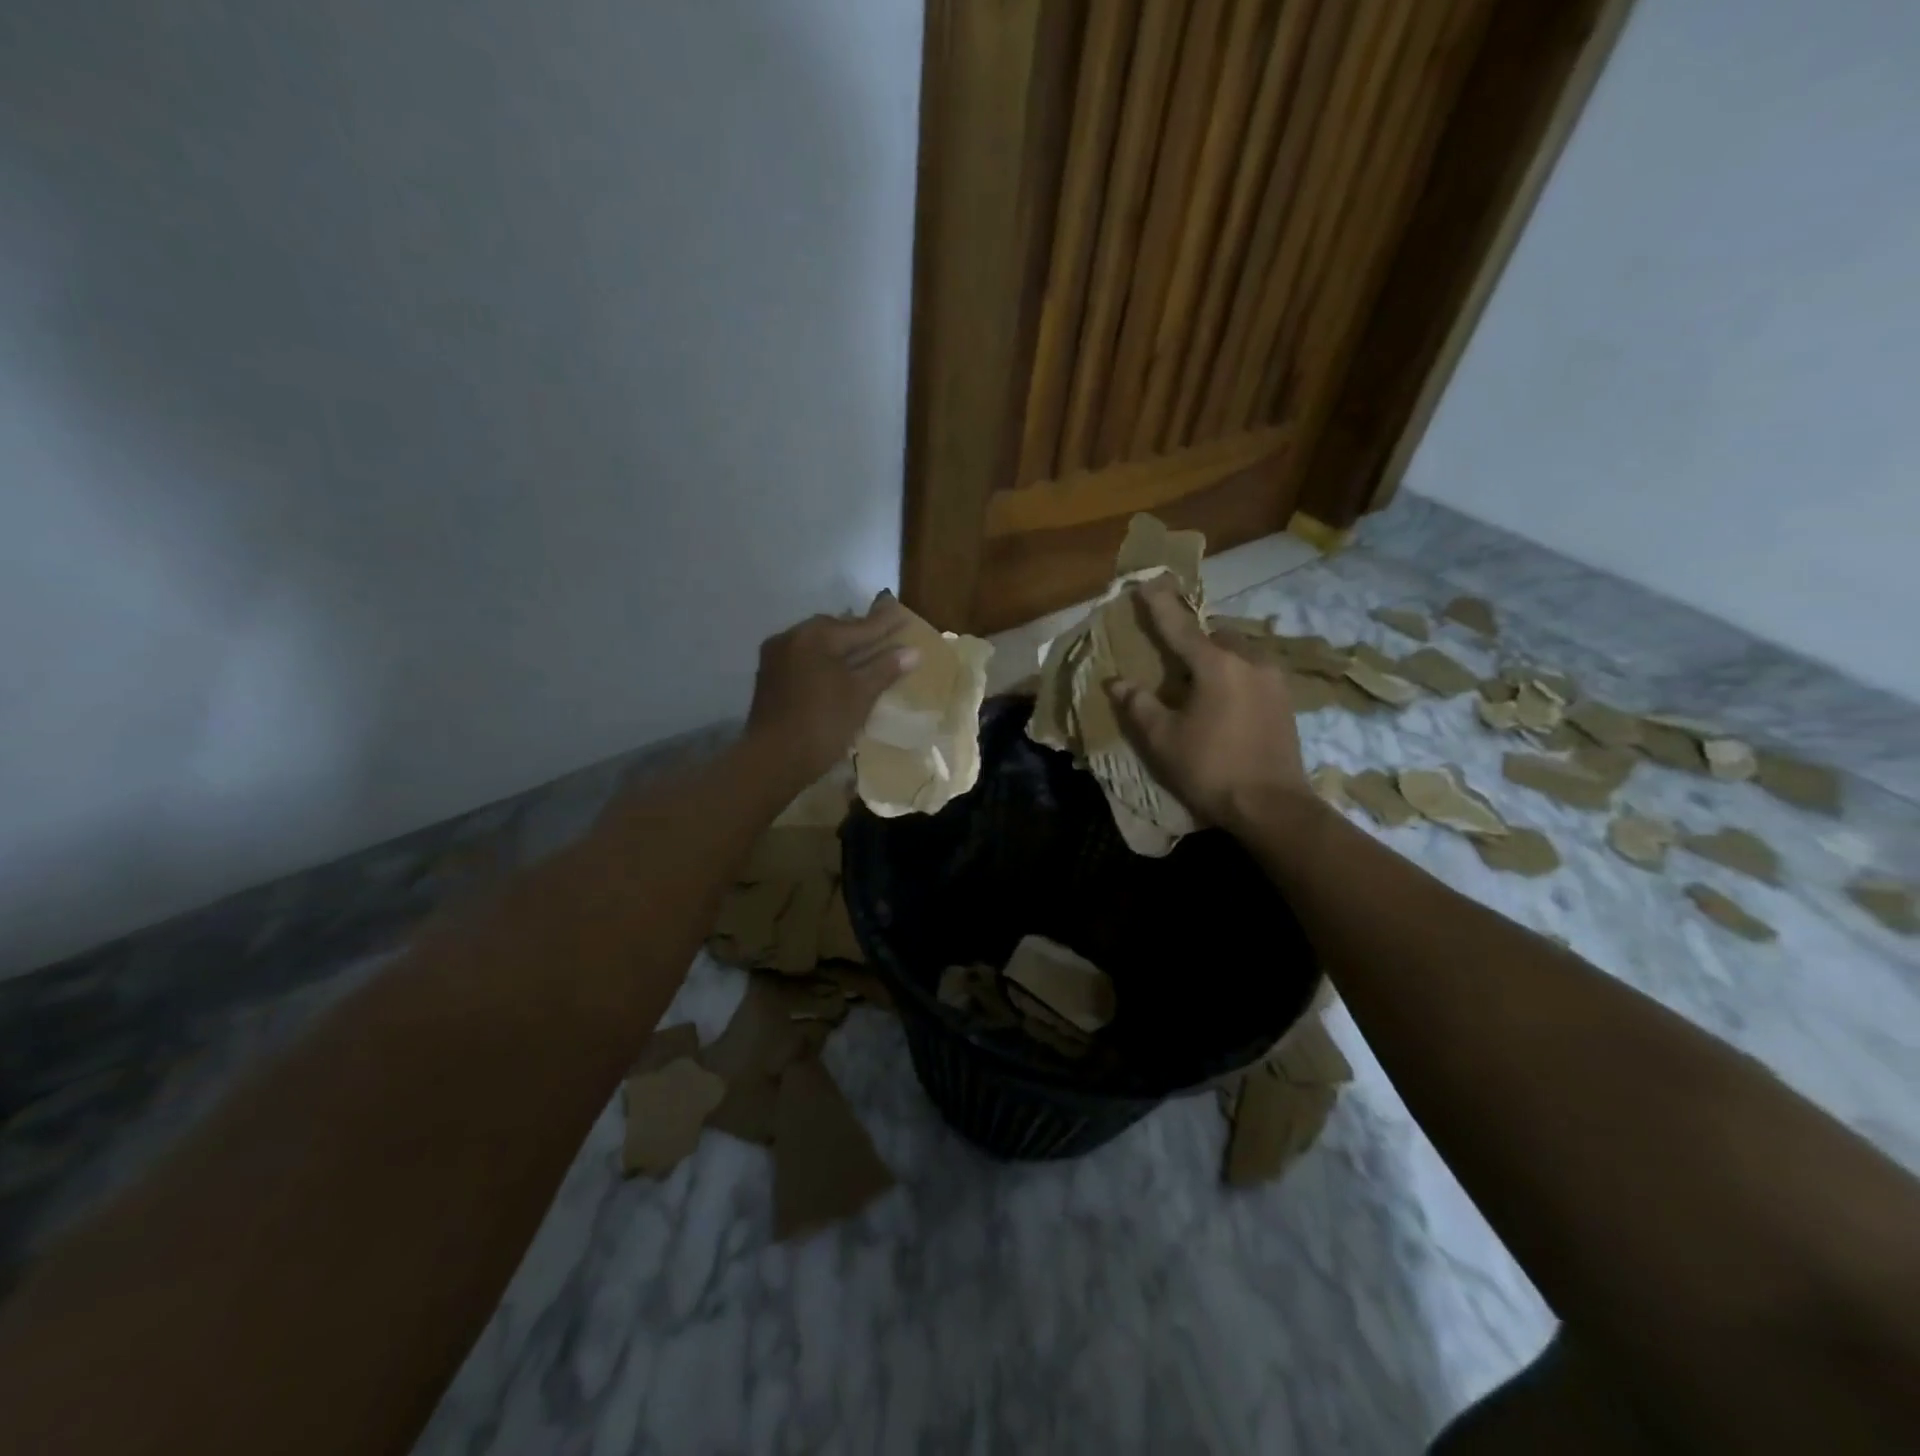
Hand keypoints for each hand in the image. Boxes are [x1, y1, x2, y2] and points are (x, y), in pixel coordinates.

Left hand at [745, 593, 918, 784]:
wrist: (772, 760)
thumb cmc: (822, 725)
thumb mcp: (860, 696)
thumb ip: (885, 669)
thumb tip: (913, 651)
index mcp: (816, 636)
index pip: (860, 626)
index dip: (885, 623)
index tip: (904, 614)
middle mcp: (792, 637)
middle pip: (835, 629)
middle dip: (861, 633)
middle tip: (885, 635)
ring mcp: (776, 656)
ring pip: (818, 644)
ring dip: (841, 648)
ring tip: (865, 654)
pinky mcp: (770, 676)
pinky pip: (804, 658)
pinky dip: (824, 661)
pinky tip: (838, 672)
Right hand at [1103, 578, 1309, 832]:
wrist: (1273, 807)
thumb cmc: (1210, 770)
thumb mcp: (1163, 740)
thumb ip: (1139, 705)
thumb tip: (1117, 682)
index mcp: (1217, 665)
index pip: (1180, 626)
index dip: (1159, 605)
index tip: (1146, 582)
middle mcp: (1250, 661)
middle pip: (1215, 636)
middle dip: (1192, 638)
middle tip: (1172, 656)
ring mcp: (1273, 680)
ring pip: (1238, 652)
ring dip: (1216, 657)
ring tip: (1197, 680)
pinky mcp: (1285, 700)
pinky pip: (1253, 671)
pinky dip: (1234, 674)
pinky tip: (1224, 699)